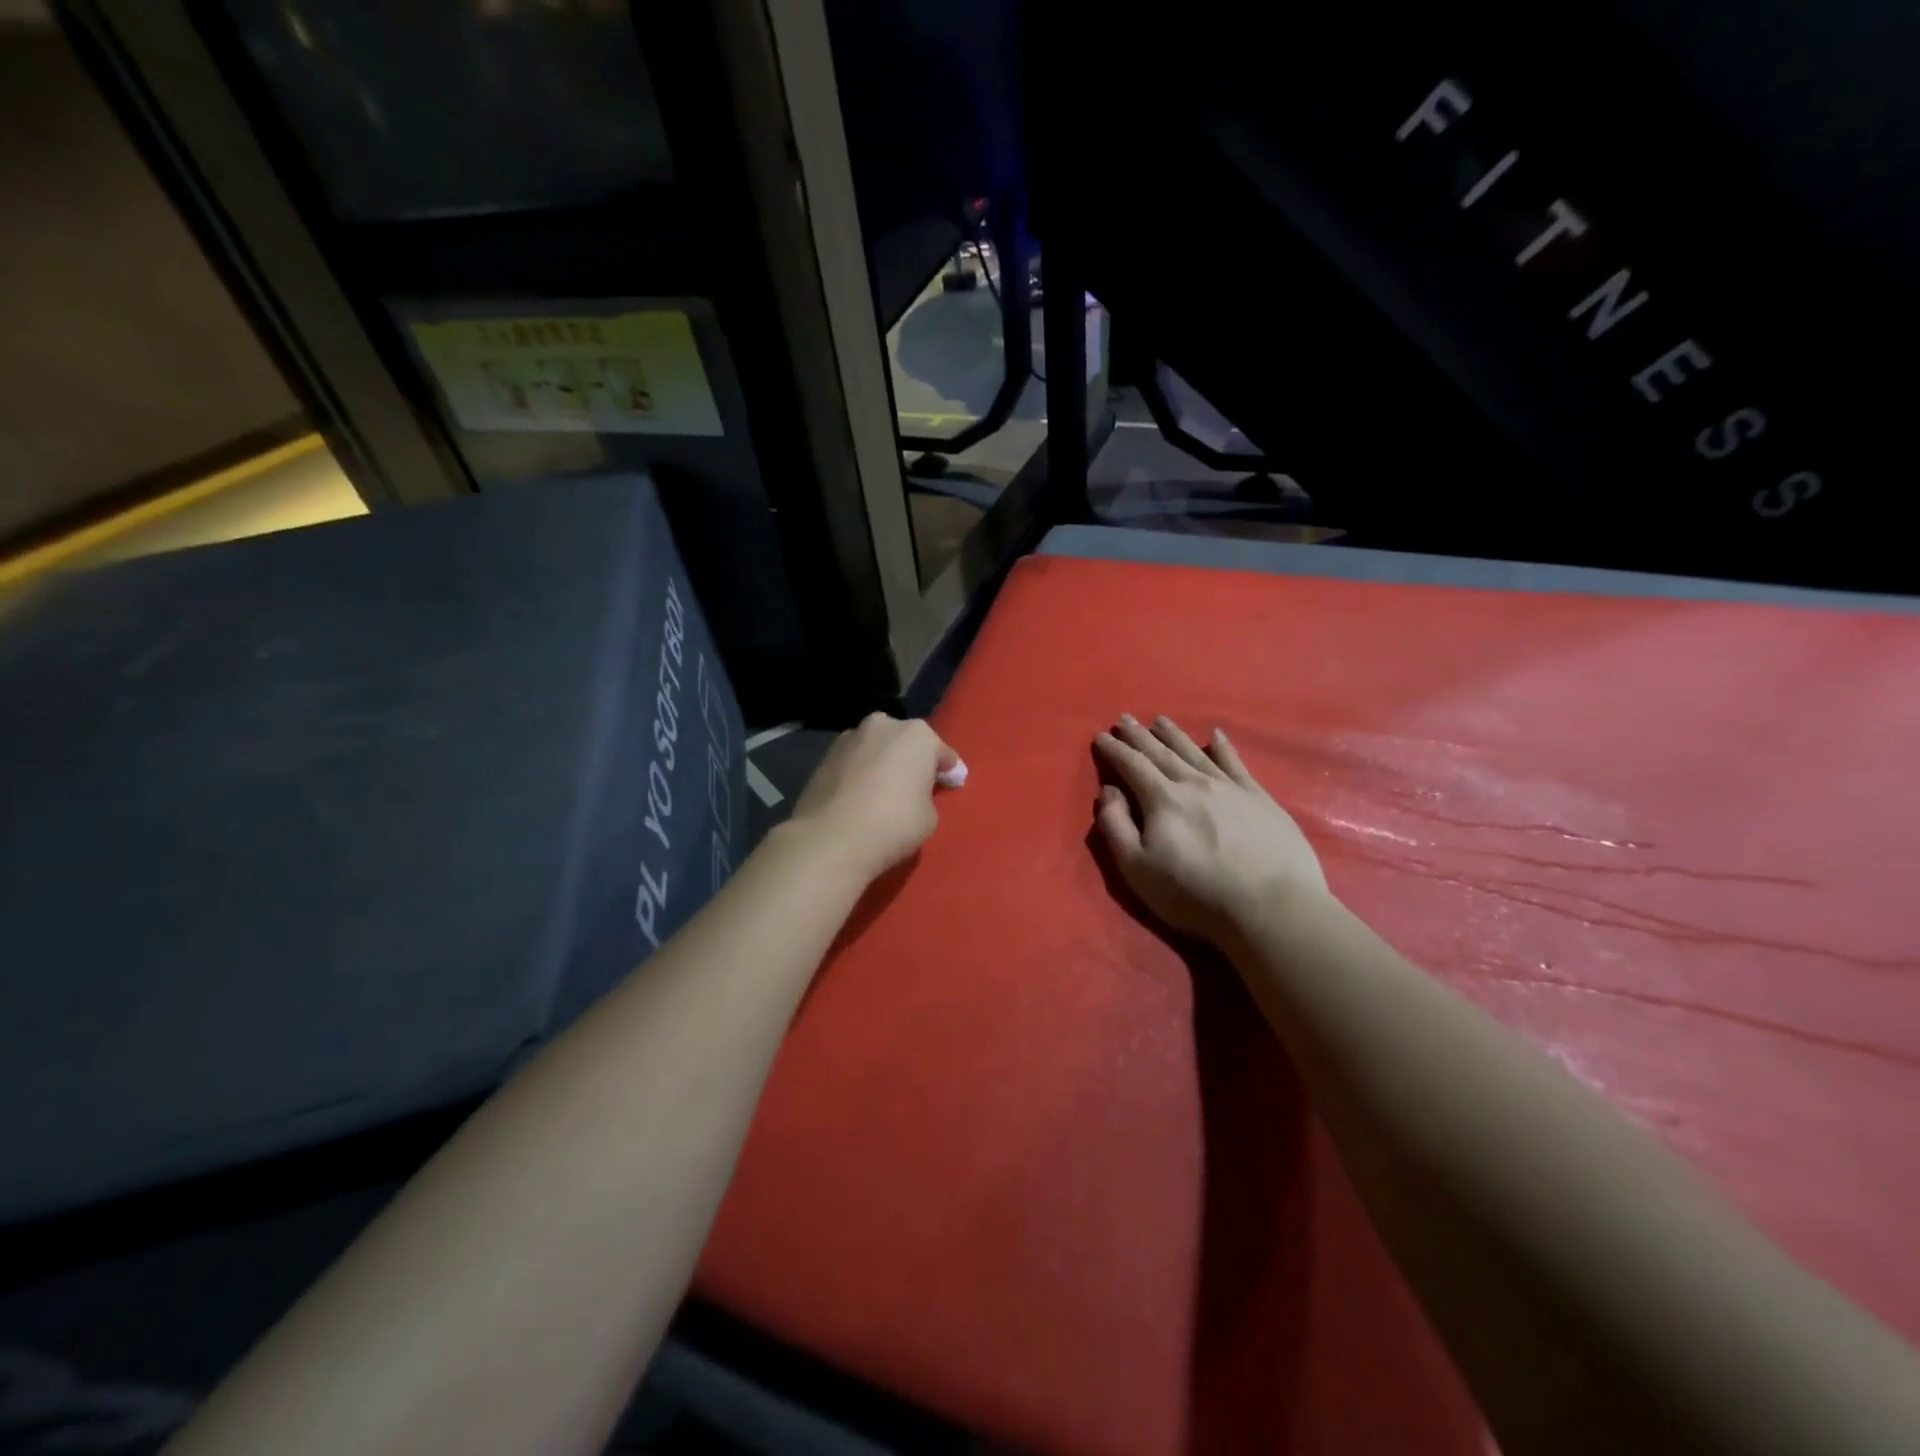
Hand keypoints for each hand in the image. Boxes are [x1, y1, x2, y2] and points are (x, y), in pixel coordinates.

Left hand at [787, 713, 960, 884]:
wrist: (831, 839)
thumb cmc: (894, 824)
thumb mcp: (929, 816)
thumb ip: (926, 796)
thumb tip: (914, 792)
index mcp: (917, 735)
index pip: (942, 753)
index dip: (950, 772)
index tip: (954, 785)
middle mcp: (883, 726)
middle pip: (905, 743)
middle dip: (912, 760)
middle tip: (917, 785)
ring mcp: (849, 738)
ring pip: (876, 749)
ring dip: (883, 764)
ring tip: (884, 791)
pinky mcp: (824, 757)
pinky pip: (854, 763)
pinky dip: (860, 774)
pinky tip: (861, 796)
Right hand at [1093, 714, 1327, 942]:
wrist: (1271, 906)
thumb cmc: (1195, 893)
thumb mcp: (1138, 868)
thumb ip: (1116, 826)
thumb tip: (1108, 791)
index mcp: (1162, 800)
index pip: (1132, 766)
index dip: (1114, 750)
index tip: (1100, 736)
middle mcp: (1194, 783)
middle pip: (1161, 753)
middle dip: (1139, 735)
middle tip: (1125, 719)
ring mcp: (1230, 788)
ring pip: (1195, 752)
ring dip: (1174, 735)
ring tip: (1160, 719)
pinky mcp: (1260, 798)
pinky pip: (1235, 764)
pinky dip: (1223, 747)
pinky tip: (1216, 735)